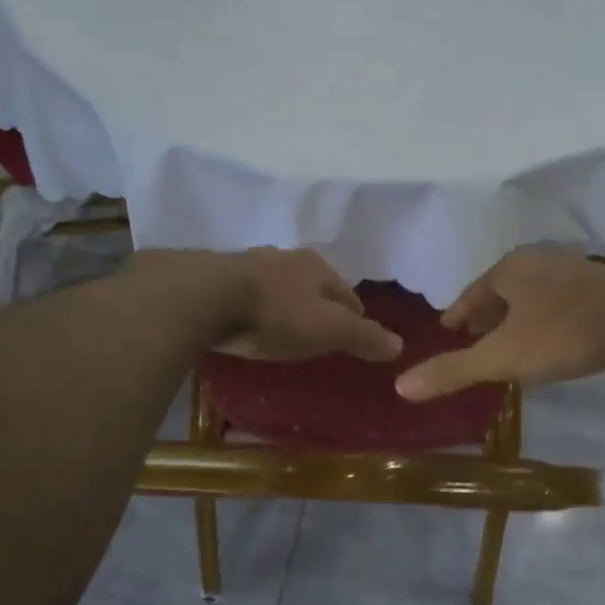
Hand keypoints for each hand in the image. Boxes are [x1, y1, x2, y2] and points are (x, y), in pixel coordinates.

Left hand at [147, 247, 402, 361]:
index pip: (349, 294)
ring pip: (280, 285)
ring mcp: (250, 264)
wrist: (203, 298)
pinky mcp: (217, 277)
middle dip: (320, 305)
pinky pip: (247, 293)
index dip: (356, 316)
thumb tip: (400, 346)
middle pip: (314, 286)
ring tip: (286, 326)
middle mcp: (286, 258)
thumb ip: (364, 337)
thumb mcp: (328, 330)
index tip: (356, 335)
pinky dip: (254, 305)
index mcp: (318, 267)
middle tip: (322, 332)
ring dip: (286, 302)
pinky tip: (249, 319)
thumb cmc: (276, 314)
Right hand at [394, 250, 604, 400]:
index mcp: (509, 269)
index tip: (448, 329)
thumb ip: (453, 371)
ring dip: (516, 314)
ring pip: (532, 292)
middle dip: (486, 313)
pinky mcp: (601, 283)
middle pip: (501, 289)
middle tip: (474, 337)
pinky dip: (545, 315)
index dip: (457, 313)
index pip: (471, 292)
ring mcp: (572, 268)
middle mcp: (538, 260)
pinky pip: (559, 298)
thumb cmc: (562, 333)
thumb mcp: (502, 357)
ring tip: (511, 339)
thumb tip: (400, 386)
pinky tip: (553, 335)